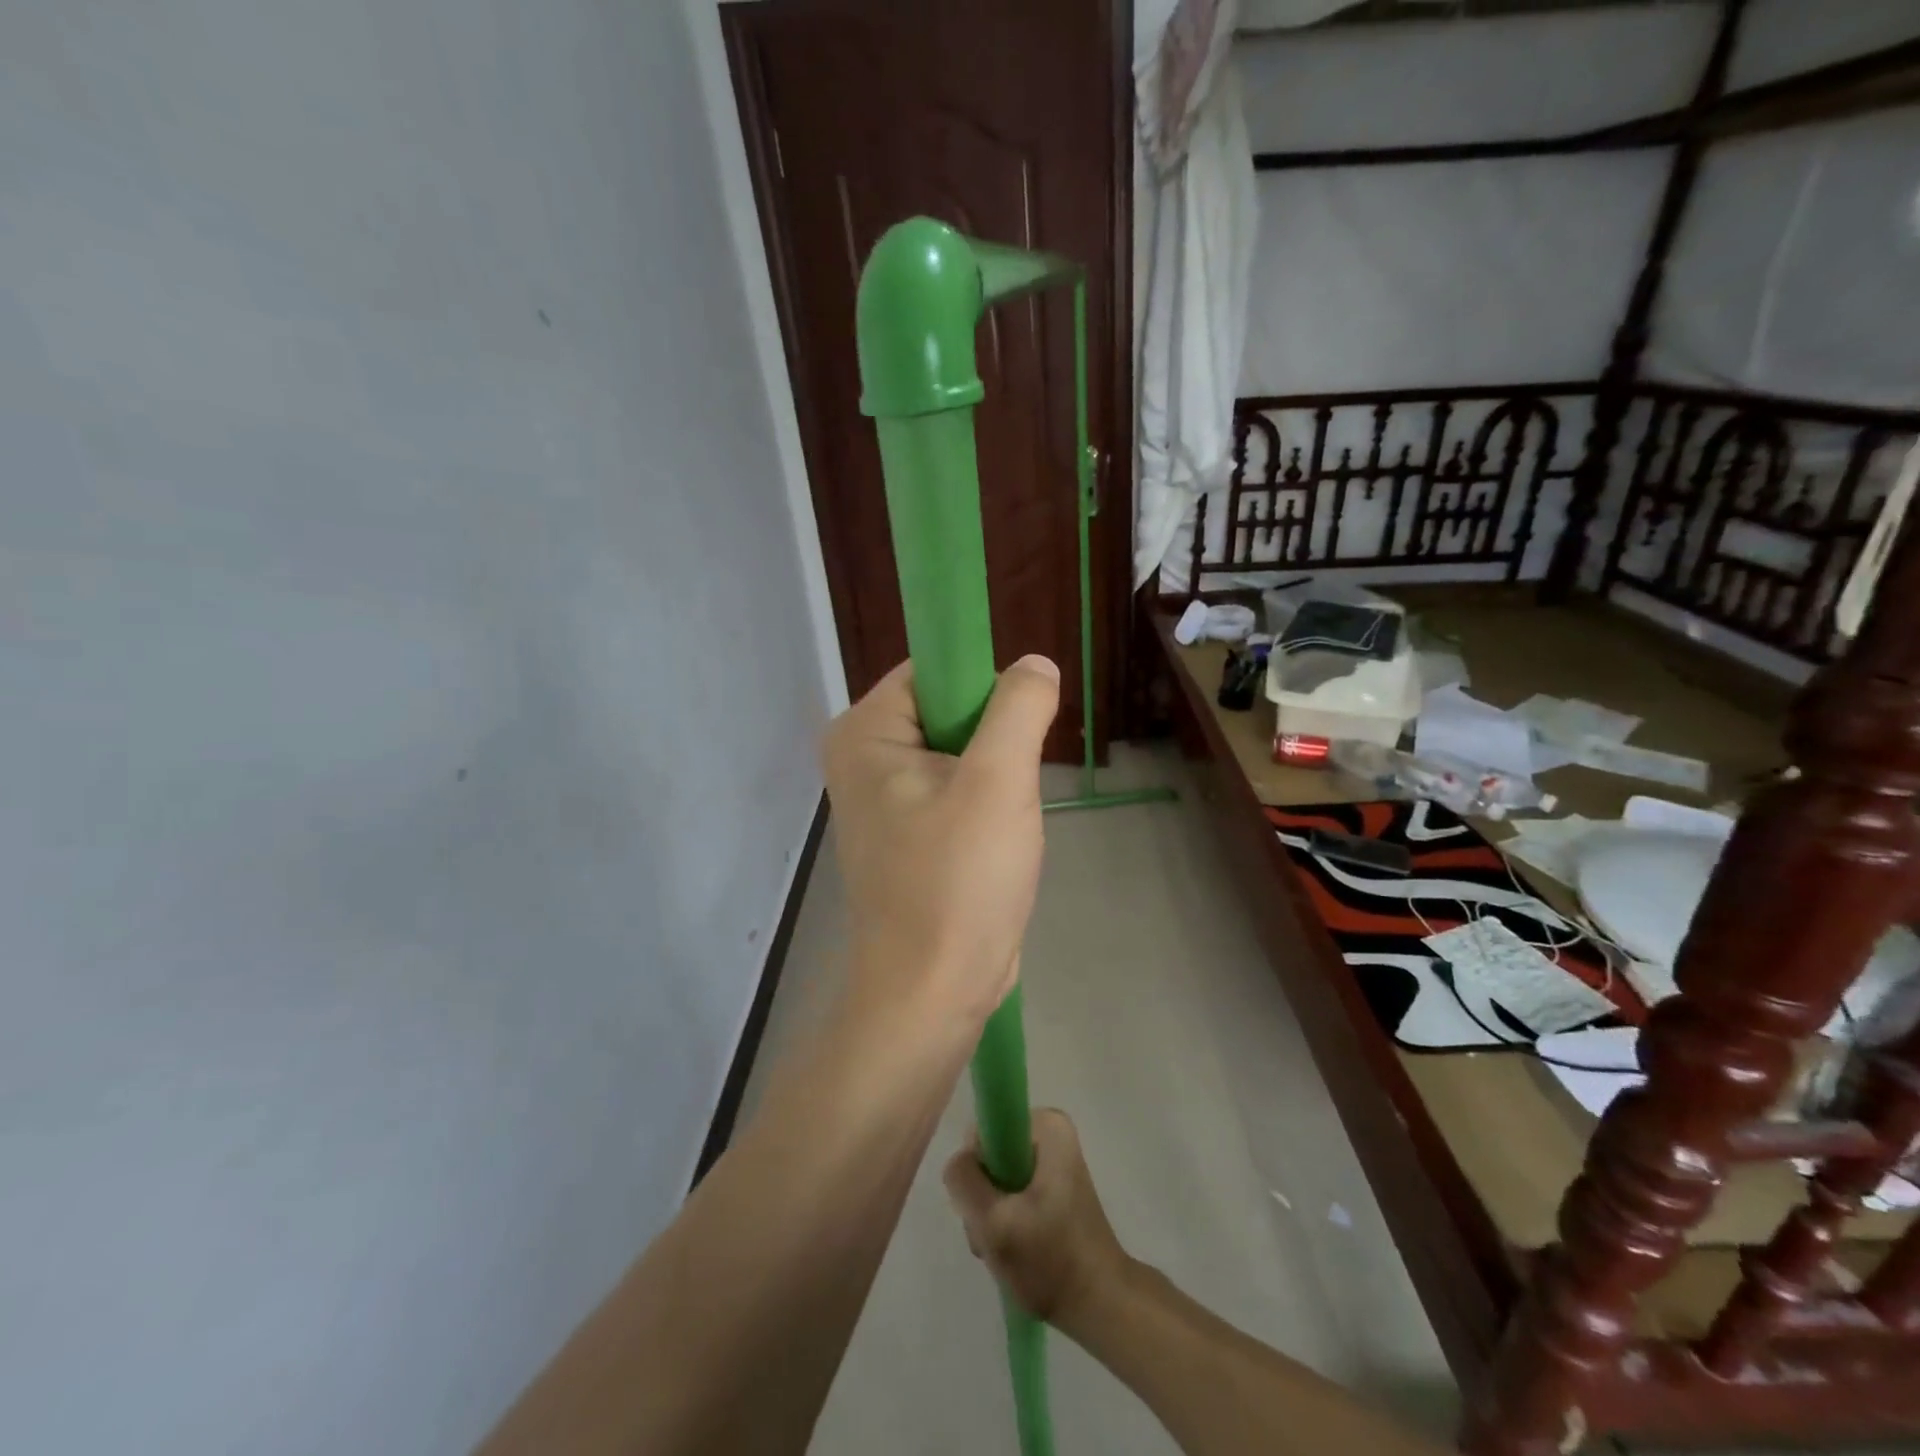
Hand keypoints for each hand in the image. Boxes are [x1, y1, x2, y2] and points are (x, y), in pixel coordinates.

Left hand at [823, 656, 1058, 1029]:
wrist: (933, 992)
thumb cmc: (957, 882)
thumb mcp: (998, 782)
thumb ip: (1018, 708)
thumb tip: (1034, 664)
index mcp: (864, 733)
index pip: (934, 670)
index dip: (984, 688)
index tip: (1018, 732)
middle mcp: (863, 759)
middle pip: (949, 711)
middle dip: (995, 743)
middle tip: (1012, 787)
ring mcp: (884, 799)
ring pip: (961, 754)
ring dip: (997, 779)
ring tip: (1004, 824)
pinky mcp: (908, 834)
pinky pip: (958, 792)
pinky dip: (987, 807)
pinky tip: (995, 846)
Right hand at [943, 1109, 1129, 1327]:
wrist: (1100, 1306)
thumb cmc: (1050, 1261)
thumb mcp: (993, 1222)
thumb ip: (963, 1181)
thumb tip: (959, 1163)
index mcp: (1047, 1126)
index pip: (984, 1131)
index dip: (976, 1169)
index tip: (985, 1205)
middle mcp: (1051, 1134)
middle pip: (990, 1156)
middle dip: (983, 1197)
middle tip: (994, 1233)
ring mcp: (1053, 1163)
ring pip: (997, 1178)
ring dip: (991, 1214)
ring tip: (1004, 1247)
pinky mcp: (1053, 1189)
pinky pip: (1011, 1193)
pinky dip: (1004, 1221)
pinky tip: (1013, 1249)